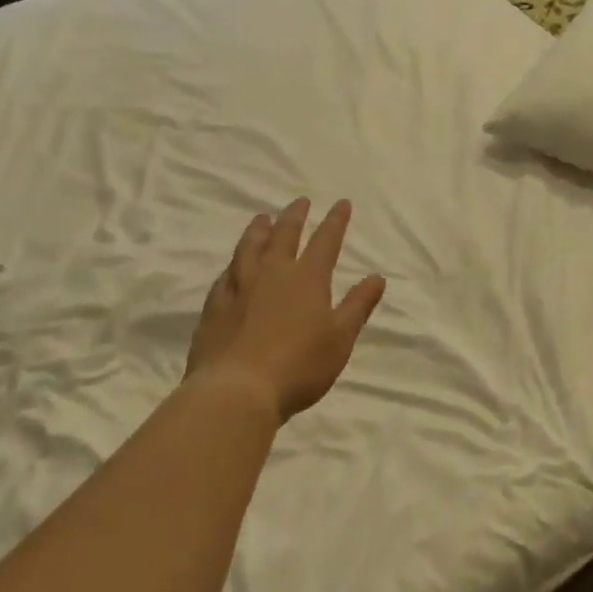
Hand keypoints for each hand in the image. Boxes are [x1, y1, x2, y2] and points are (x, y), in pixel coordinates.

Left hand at [185, 198, 385, 421]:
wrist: (236, 390)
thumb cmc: (299, 366)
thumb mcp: (340, 338)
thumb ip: (358, 306)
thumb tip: (377, 277)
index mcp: (307, 279)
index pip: (326, 242)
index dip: (335, 222)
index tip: (342, 203)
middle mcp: (272, 274)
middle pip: (284, 236)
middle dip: (294, 217)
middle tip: (300, 201)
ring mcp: (239, 287)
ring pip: (249, 248)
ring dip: (258, 230)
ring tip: (261, 218)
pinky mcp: (215, 306)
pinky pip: (226, 275)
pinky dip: (233, 264)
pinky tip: (232, 266)